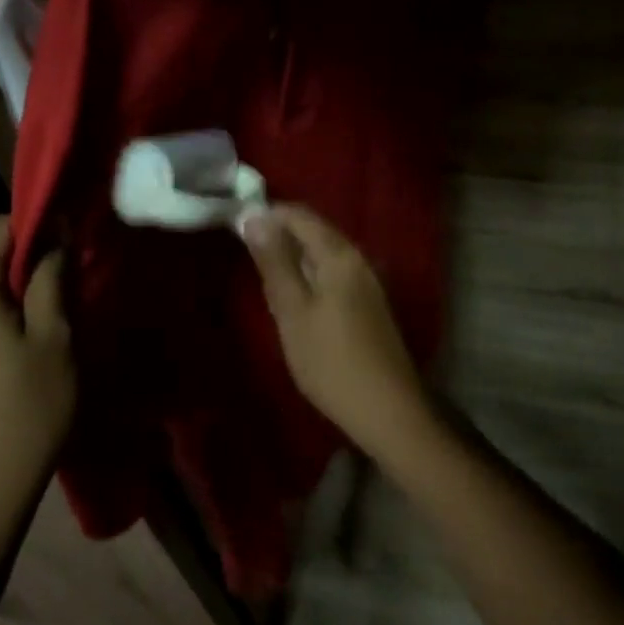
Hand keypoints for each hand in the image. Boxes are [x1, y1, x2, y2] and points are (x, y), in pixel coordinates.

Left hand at [0, 216, 73, 524]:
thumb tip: (57, 232)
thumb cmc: (28, 407)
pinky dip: (0, 306)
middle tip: (71, 280)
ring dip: (17, 283)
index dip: (39, 226)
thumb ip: (52, 275)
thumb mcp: (54, 336)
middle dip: (29, 256)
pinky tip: (27, 333)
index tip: (73, 245)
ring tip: (55, 309)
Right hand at [240, 205, 435, 463]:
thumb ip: (274, 261)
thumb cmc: (330, 360)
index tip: (237, 227)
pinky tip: (296, 299)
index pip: (300, 215)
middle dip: (280, 236)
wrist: (386, 409)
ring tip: (266, 276)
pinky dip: (310, 277)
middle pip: (315, 232)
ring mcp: (368, 282)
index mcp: (339, 254)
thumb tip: (254, 216)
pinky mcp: (370, 304)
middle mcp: (358, 258)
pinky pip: (334, 274)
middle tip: (247, 255)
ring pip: (324, 255)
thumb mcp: (292, 310)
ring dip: (294, 258)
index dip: (268, 215)